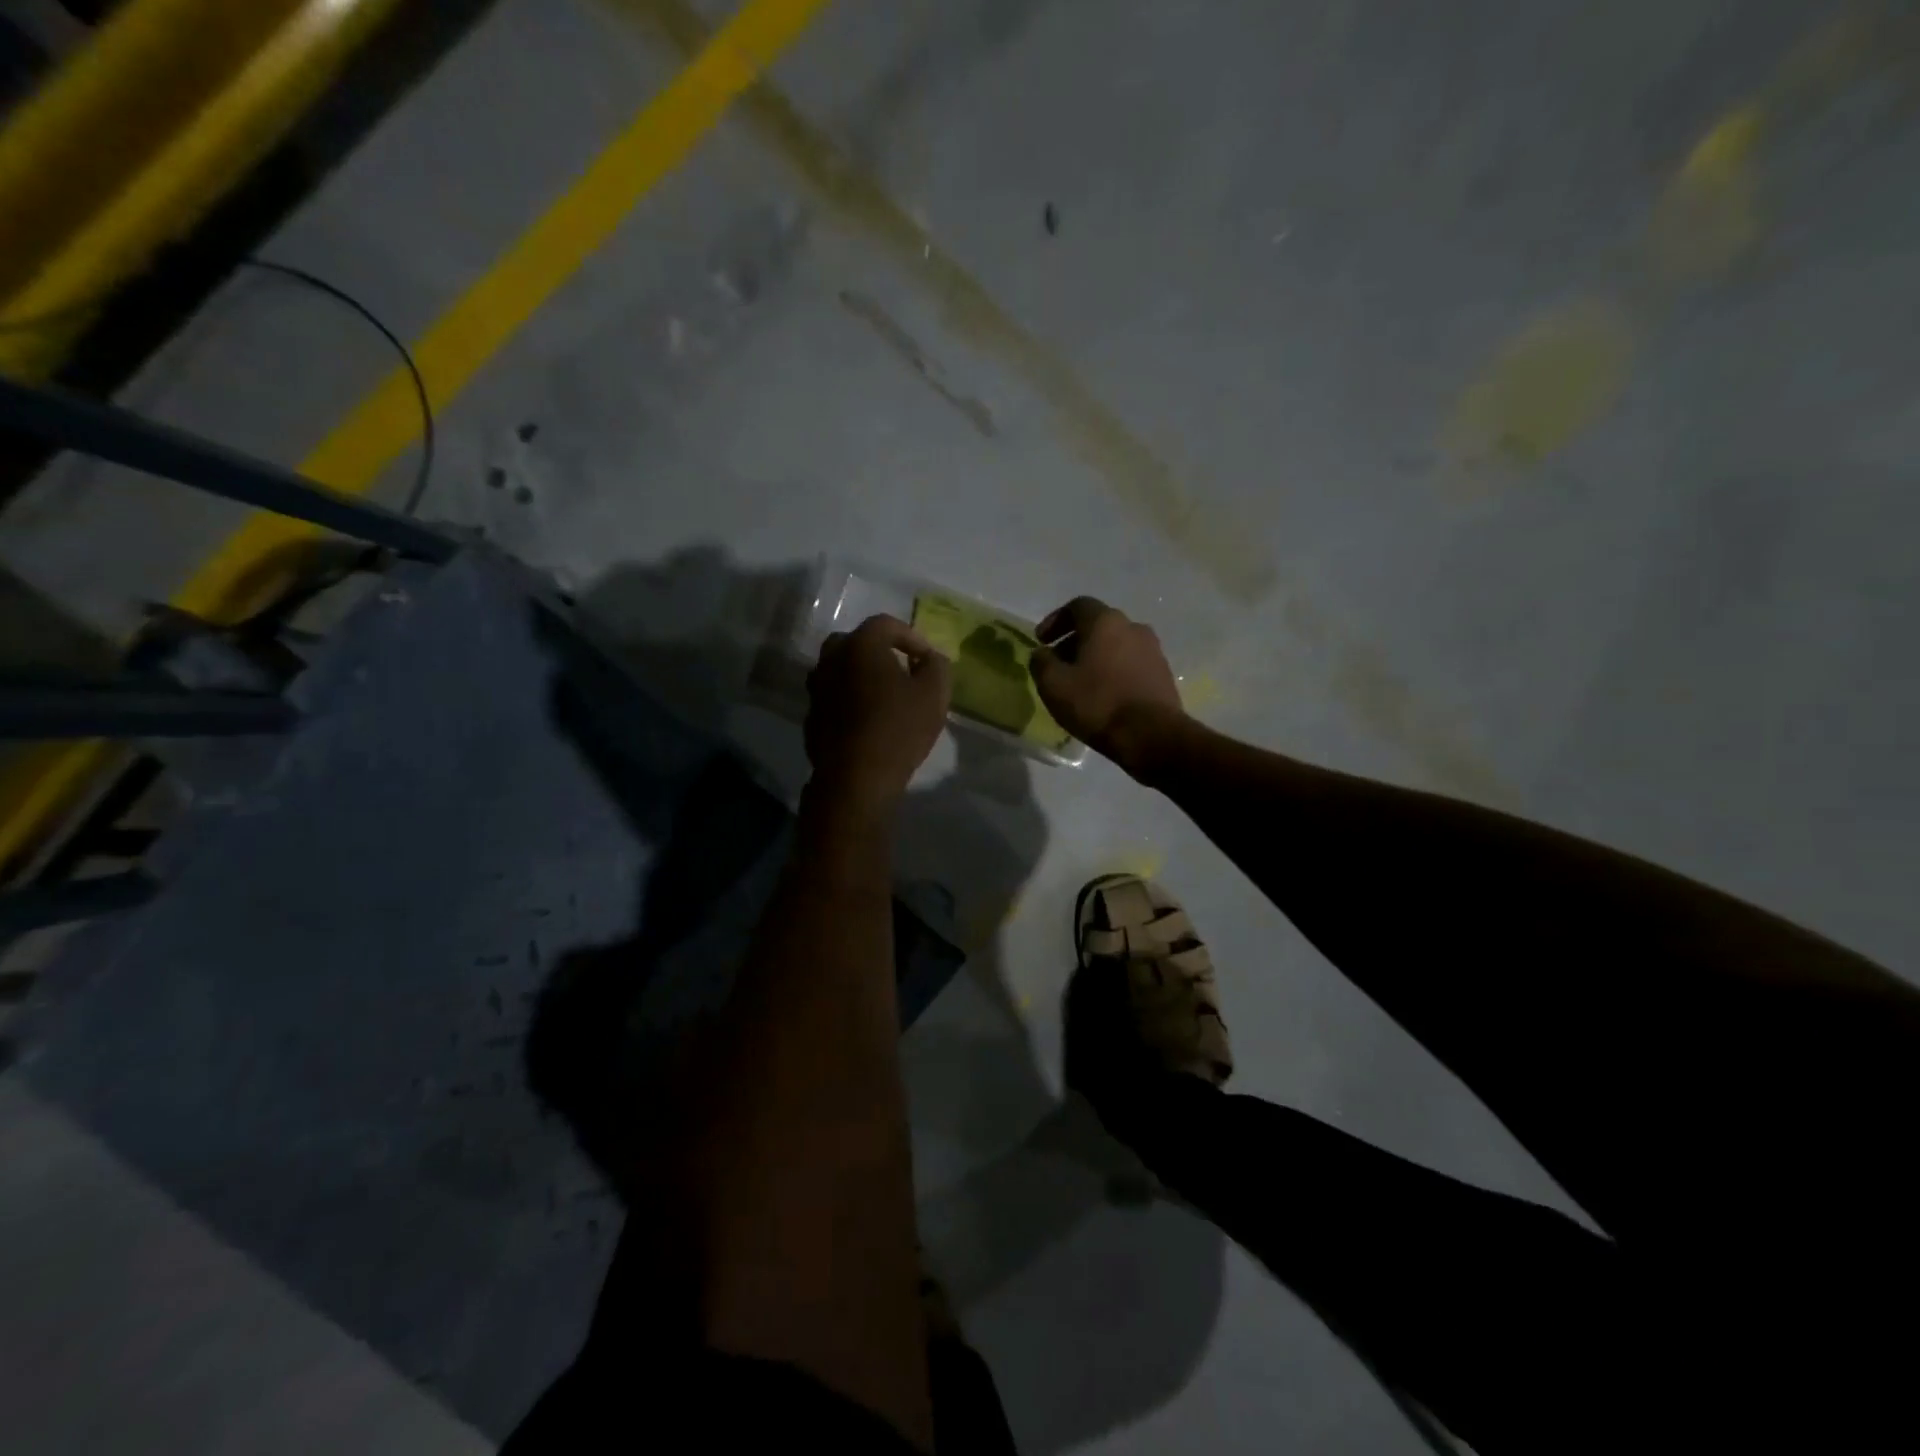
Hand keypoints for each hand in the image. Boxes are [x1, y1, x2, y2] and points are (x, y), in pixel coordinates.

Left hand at [806, 615, 952, 812]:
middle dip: (880, 652)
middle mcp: (831, 660)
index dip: (911, 637)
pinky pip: (833, 698)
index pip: (886, 624)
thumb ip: (936, 666)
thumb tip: (929, 658)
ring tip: (884, 697)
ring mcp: (816, 689)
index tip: (926, 660)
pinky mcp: (811, 717)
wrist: (856, 778)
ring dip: (861, 676)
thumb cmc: (899, 729)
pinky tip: (867, 721)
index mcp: (860, 646)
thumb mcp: (934, 694)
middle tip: (901, 671)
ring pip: (840, 670)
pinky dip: (849, 701)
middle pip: (855, 643)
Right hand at [1030, 596, 1187, 775]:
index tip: (1041, 641)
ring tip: (1080, 683)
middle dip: (1074, 641)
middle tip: (1057, 664)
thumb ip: (1041, 662)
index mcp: (1105, 622)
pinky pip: (1131, 664)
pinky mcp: (1163, 674)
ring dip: (1095, 657)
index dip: (1055, 620)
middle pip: (1098, 625)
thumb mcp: (1053, 684)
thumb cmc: (1097, 703)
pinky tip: (1103, 696)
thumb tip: (1042, 654)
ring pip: (1116, 645)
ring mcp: (1153, 650)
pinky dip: (1113, 671)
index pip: (1078, 606)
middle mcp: (1133, 627)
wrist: (1151, 735)